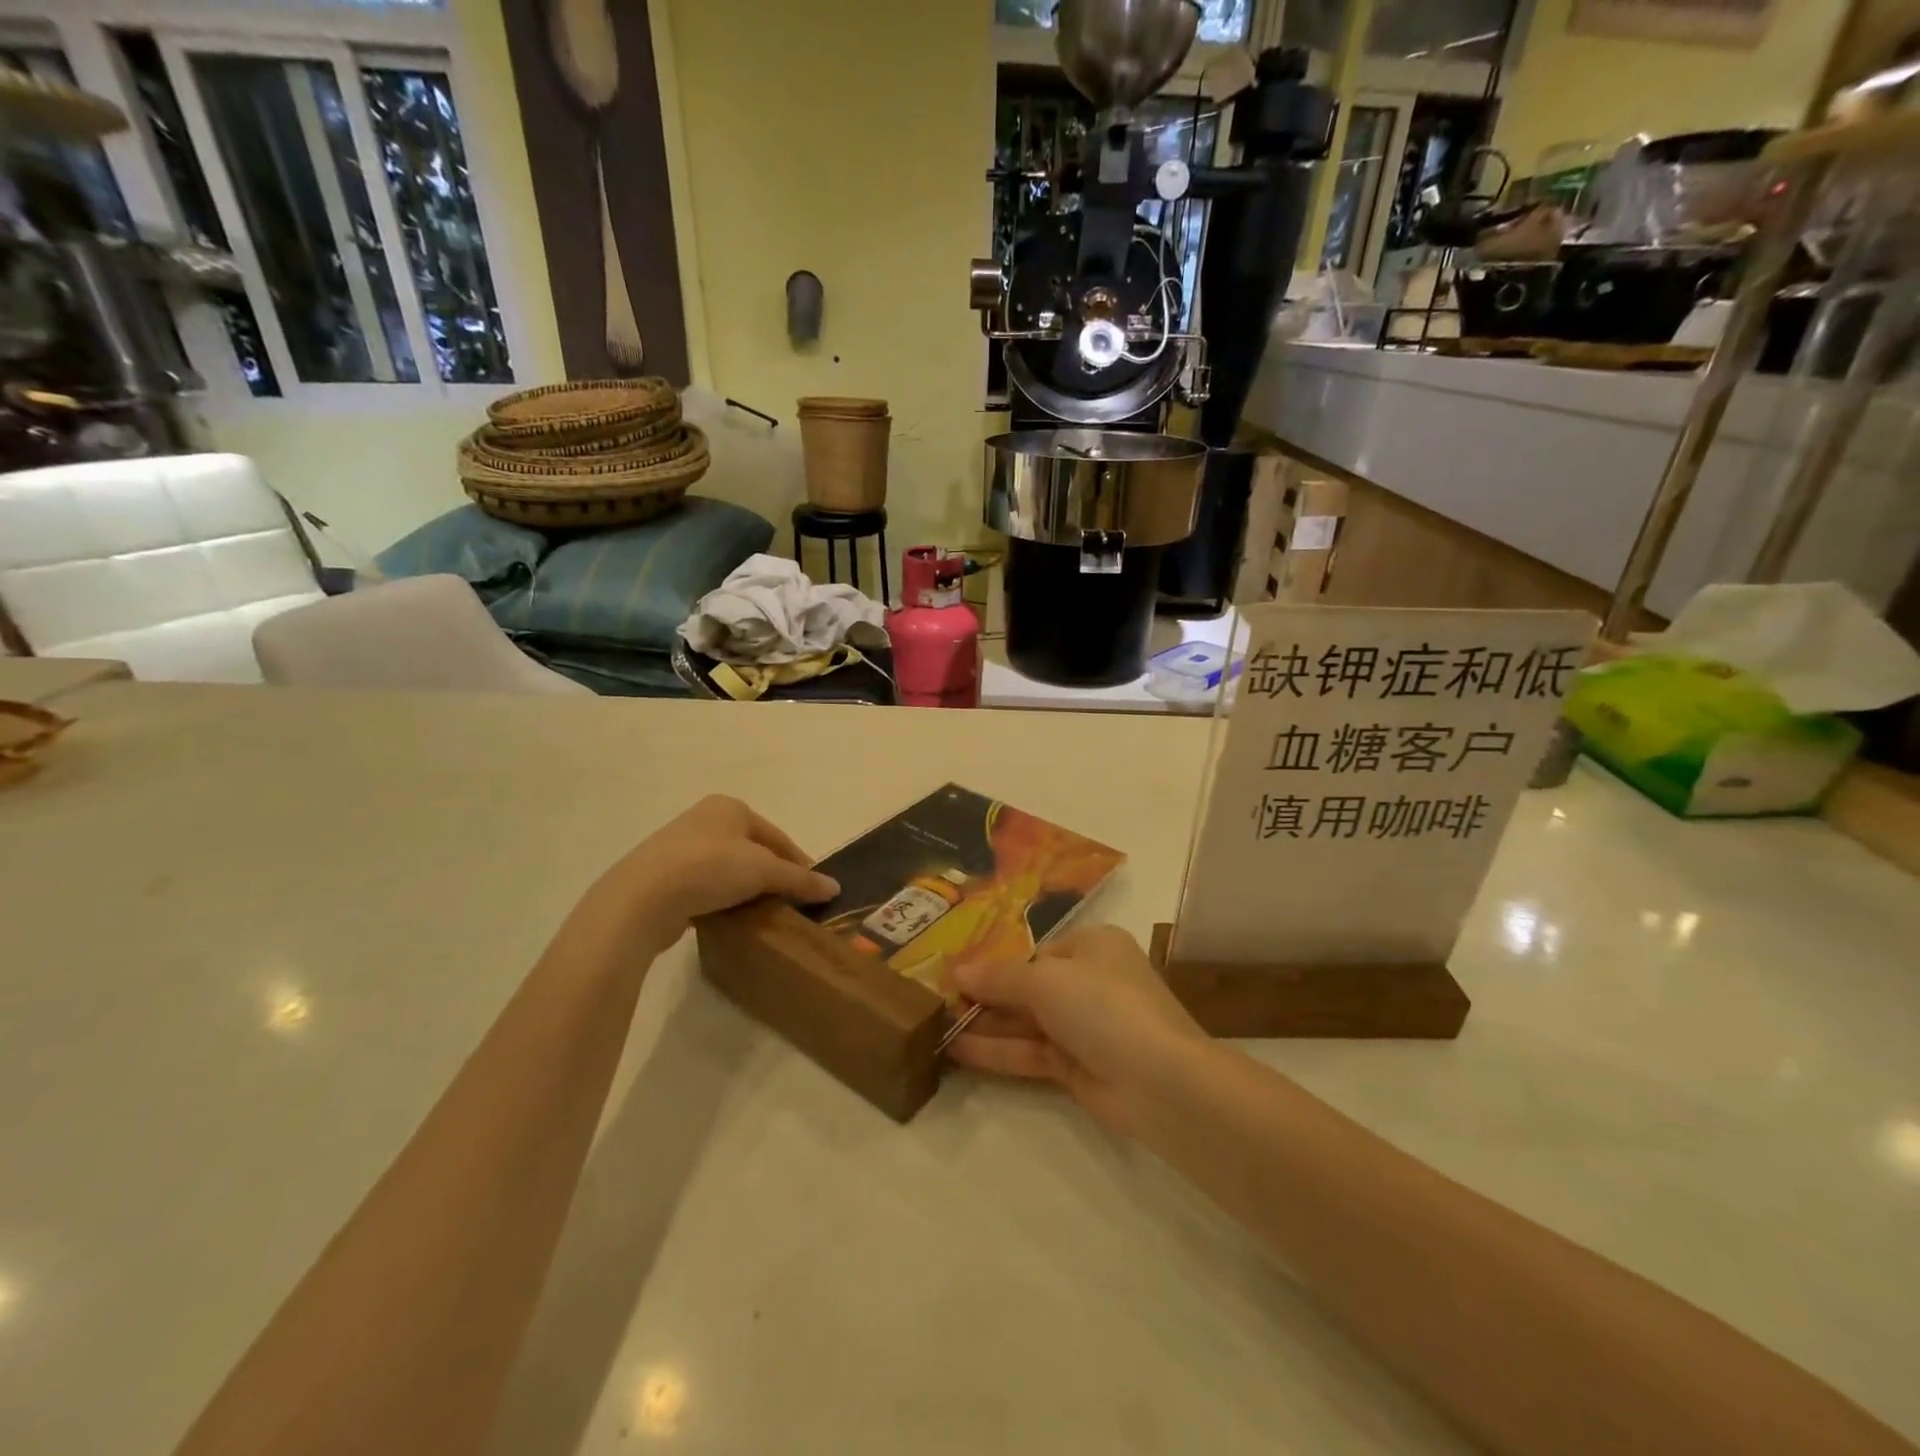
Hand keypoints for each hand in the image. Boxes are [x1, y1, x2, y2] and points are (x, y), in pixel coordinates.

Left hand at [588, 796, 838, 948]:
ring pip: (729, 869)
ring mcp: (680, 846)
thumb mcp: (763, 872)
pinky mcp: (664, 875)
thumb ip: (799, 879)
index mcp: (730, 808)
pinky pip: (706, 885)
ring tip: (762, 914)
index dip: (799, 863)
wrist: (640, 899)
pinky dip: (722, 899)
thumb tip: (835, 887)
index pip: (777, 836)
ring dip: (747, 889)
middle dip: (772, 876)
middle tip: (790, 904)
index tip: (813, 890)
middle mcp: (705, 819)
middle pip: (754, 851)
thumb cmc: (709, 869)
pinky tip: (730, 917)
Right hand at [947, 925, 1207, 1134]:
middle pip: (1027, 986)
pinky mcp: (1076, 1067)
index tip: (953, 970)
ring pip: (1025, 1022)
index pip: (1034, 951)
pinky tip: (956, 1050)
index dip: (994, 961)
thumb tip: (956, 969)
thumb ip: (999, 977)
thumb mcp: (1045, 979)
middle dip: (984, 994)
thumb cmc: (1103, 1005)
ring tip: (935, 1025)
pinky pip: (1029, 1053)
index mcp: (1092, 946)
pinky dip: (997, 1051)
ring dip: (984, 1023)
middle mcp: (1089, 982)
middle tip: (935, 999)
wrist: (1160, 1080)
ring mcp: (1083, 1027)